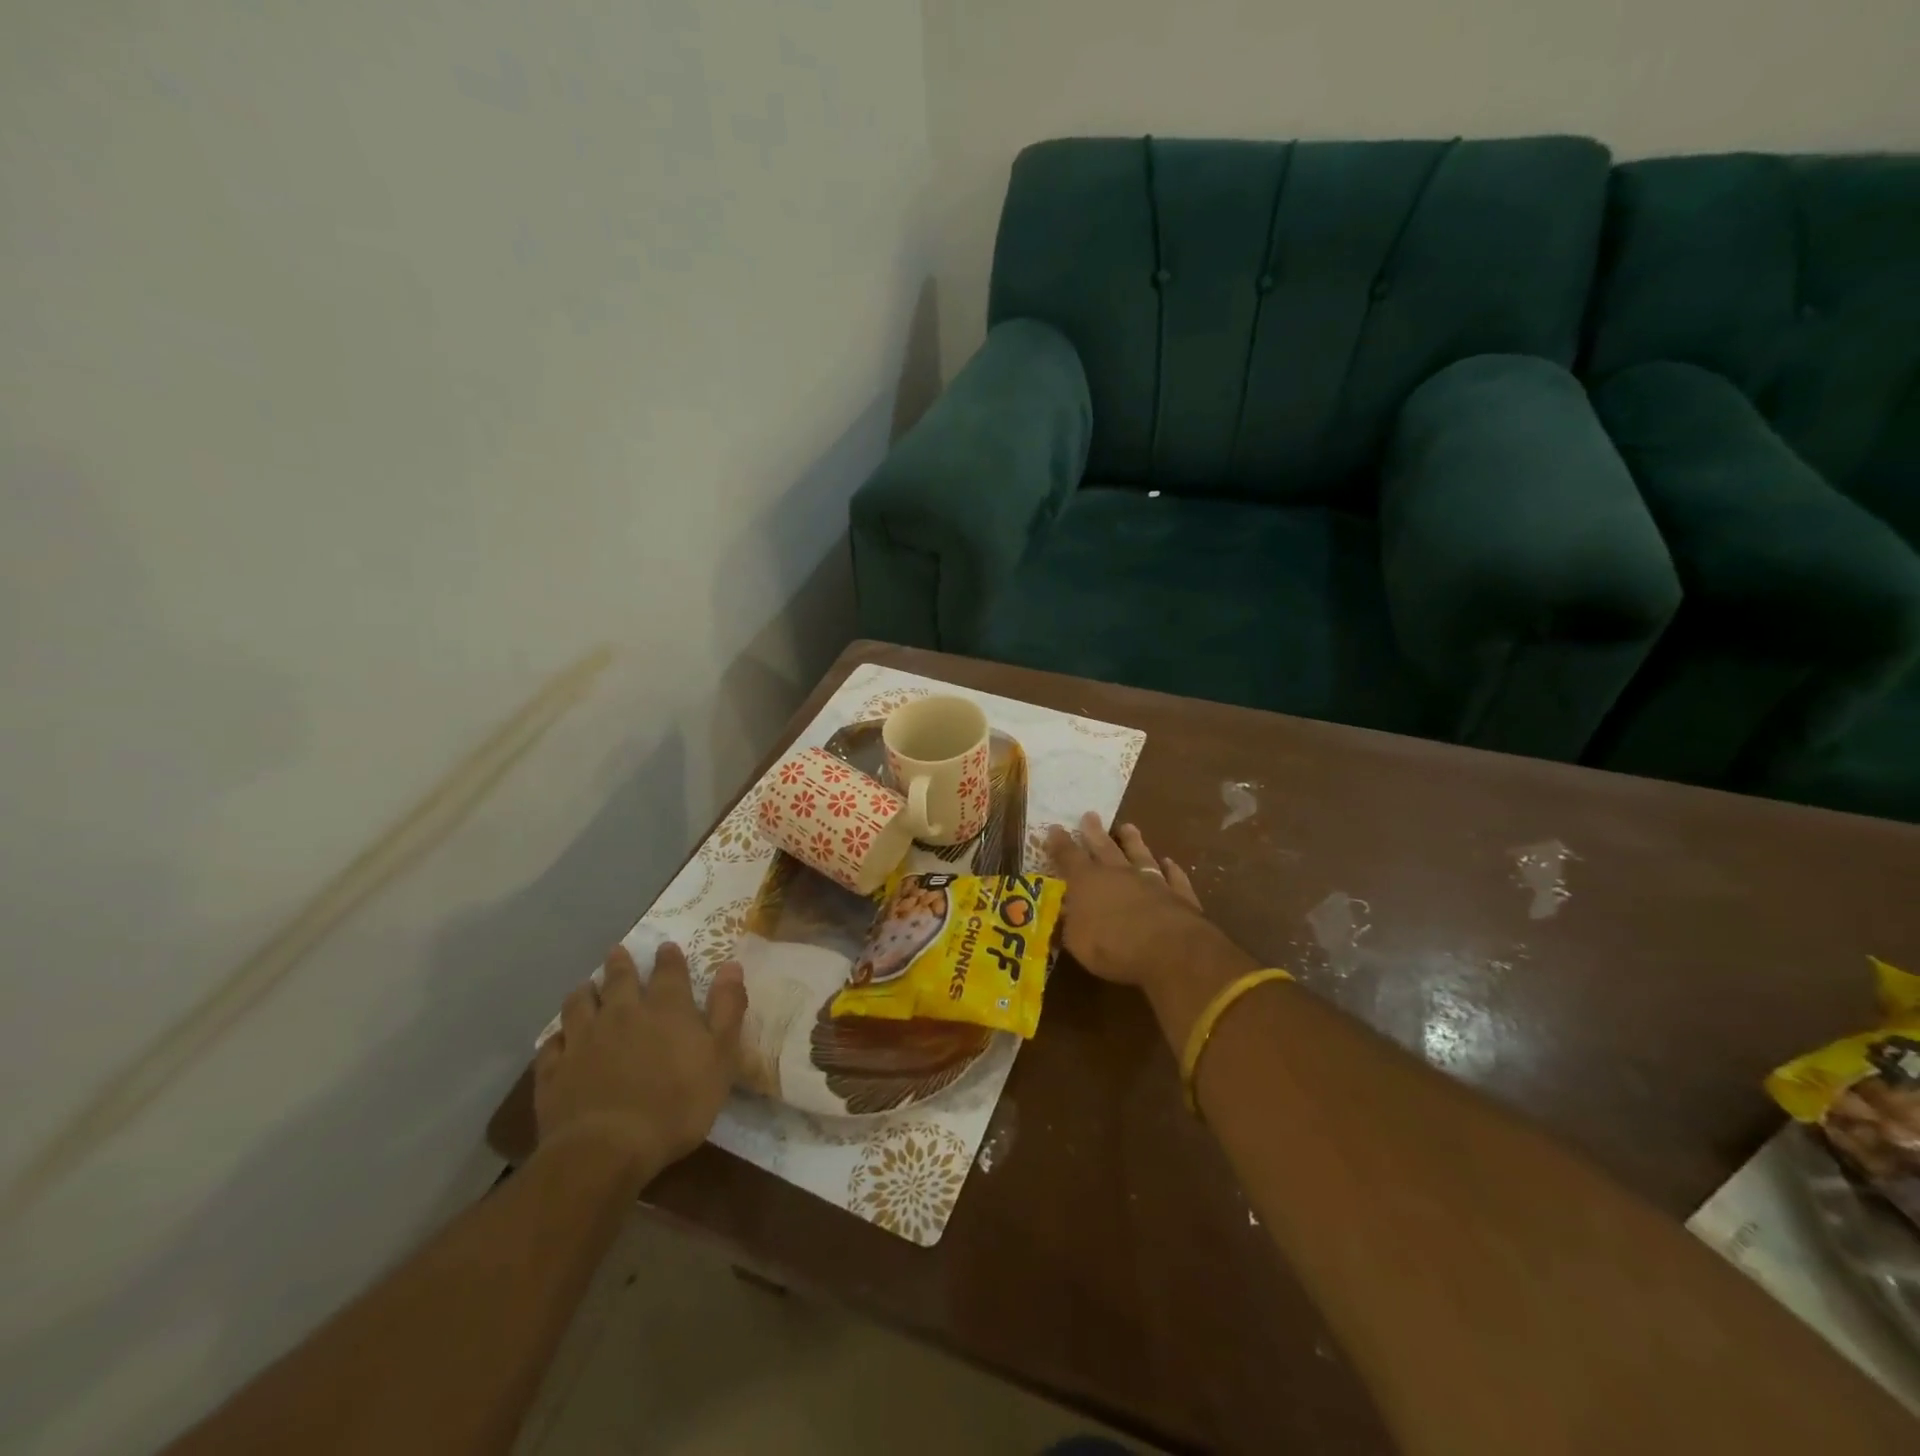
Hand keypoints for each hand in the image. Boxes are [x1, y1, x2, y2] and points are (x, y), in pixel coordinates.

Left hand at [533, 943, 746, 1176]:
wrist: (607, 1149)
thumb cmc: (677, 1104)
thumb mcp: (721, 1056)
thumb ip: (727, 1009)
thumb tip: (732, 965)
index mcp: (665, 1009)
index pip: (668, 972)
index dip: (668, 958)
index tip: (666, 947)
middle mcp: (622, 1013)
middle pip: (619, 979)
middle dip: (620, 963)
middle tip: (617, 951)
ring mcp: (583, 1040)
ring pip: (579, 1004)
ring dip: (585, 992)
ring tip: (586, 986)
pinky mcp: (554, 1071)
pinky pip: (552, 1045)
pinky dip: (557, 1038)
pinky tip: (559, 1039)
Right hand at [1044, 813, 1213, 988]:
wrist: (1167, 949)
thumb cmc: (1112, 946)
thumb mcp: (1076, 941)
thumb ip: (1068, 924)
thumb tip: (1061, 913)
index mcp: (1087, 882)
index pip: (1069, 857)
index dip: (1060, 843)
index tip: (1054, 828)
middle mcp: (1118, 874)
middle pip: (1104, 848)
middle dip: (1094, 832)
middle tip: (1090, 815)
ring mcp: (1151, 881)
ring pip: (1140, 855)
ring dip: (1133, 841)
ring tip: (1128, 827)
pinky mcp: (1178, 894)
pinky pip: (1173, 877)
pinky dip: (1171, 869)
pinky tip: (1170, 862)